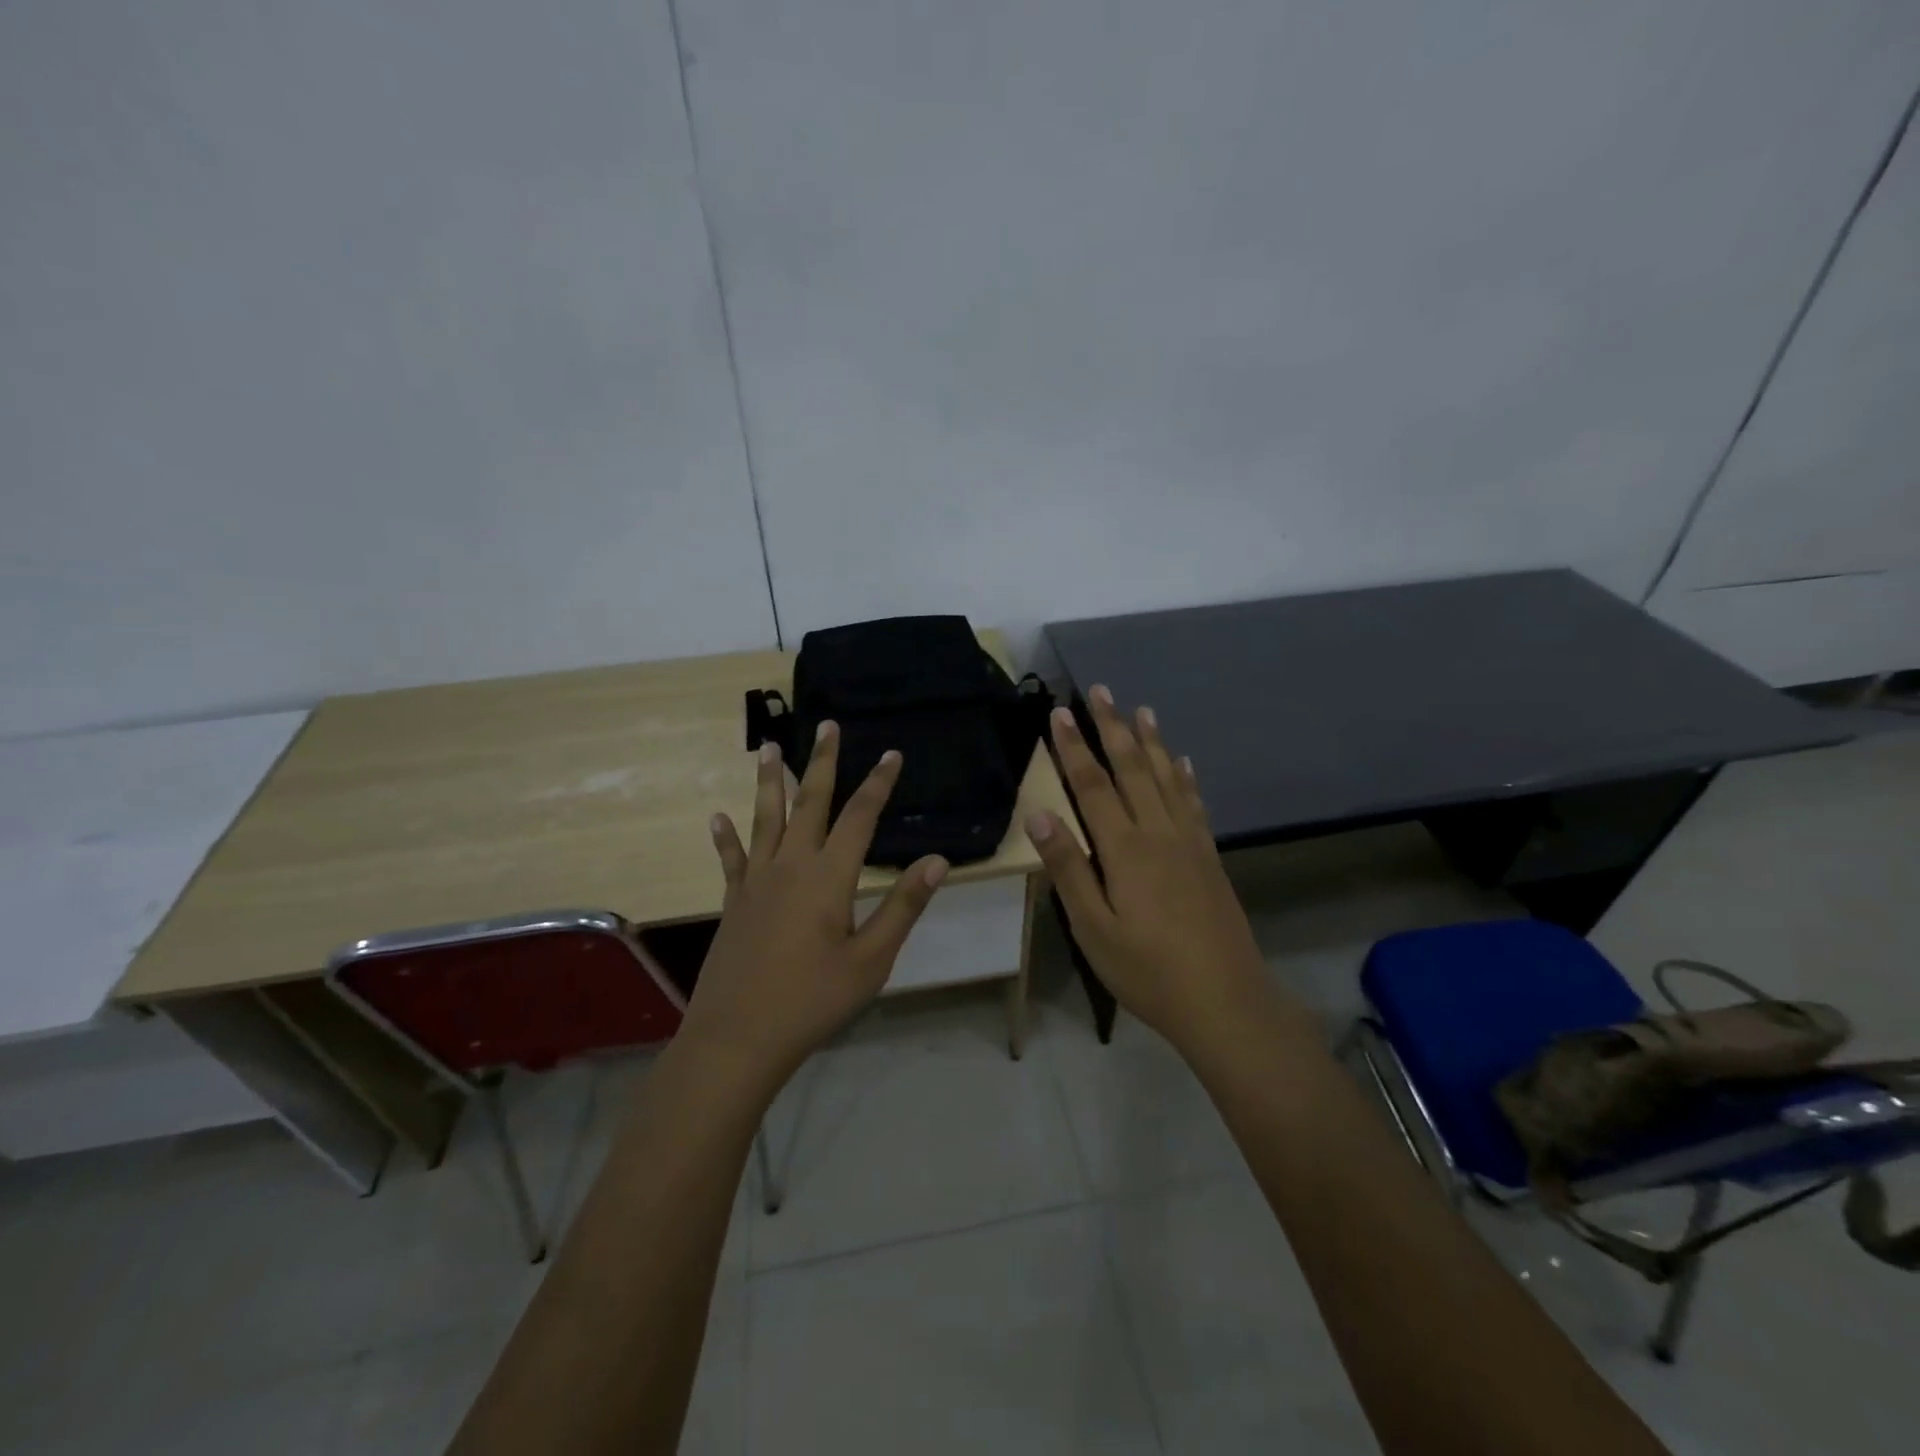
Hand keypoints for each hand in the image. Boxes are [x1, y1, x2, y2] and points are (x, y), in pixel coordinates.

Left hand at [680, 721, 948, 1086]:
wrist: (738, 1038)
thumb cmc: (812, 1000)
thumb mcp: (871, 959)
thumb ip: (902, 906)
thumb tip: (937, 861)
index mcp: (828, 876)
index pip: (859, 817)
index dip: (878, 783)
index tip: (891, 754)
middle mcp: (790, 866)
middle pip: (809, 802)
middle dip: (822, 762)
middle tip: (827, 726)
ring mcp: (756, 881)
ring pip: (765, 818)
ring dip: (768, 780)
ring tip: (767, 747)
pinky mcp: (734, 901)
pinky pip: (731, 859)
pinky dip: (726, 837)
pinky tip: (717, 817)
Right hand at [1025, 686, 1278, 1056]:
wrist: (1226, 1002)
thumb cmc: (1148, 970)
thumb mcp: (1093, 928)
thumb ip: (1068, 868)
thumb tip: (1039, 813)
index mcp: (1125, 849)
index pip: (1093, 785)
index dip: (1074, 747)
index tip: (1059, 712)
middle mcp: (1159, 833)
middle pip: (1133, 769)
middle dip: (1113, 727)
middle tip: (1101, 690)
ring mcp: (1190, 842)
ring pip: (1167, 778)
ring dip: (1152, 741)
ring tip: (1142, 710)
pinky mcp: (1209, 857)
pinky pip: (1195, 804)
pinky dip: (1186, 777)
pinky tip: (1184, 763)